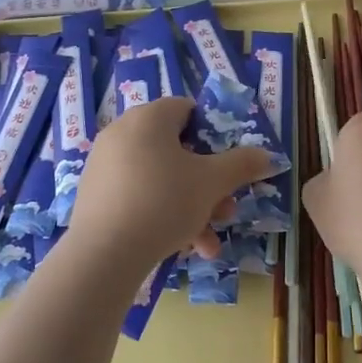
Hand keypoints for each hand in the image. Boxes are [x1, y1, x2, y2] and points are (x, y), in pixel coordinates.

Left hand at [67, 97, 274, 268]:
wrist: (103, 253)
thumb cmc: (164, 202)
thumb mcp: (213, 183)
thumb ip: (242, 164)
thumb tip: (267, 156)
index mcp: (149, 118)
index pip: (187, 109)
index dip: (212, 134)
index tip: (226, 164)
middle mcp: (122, 132)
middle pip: (176, 151)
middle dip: (207, 184)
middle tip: (226, 211)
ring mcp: (104, 164)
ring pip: (160, 180)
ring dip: (190, 208)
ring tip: (207, 243)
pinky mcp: (94, 194)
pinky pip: (137, 196)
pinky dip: (161, 215)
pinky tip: (181, 248)